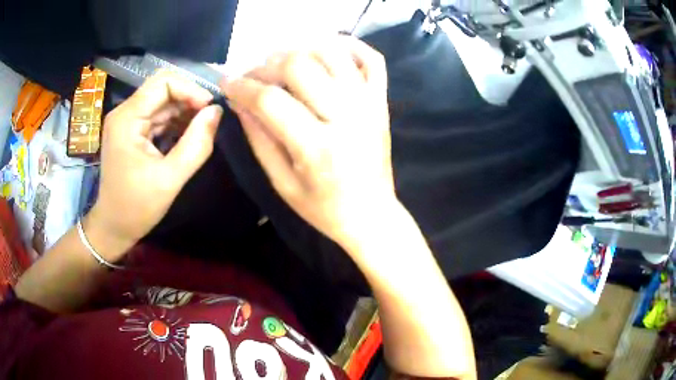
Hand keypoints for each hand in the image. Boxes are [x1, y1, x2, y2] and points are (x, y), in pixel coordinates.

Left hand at [88, 71, 222, 260]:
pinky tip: (186, 136)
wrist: (113, 227)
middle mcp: (124, 112)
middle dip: (188, 100)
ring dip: (183, 112)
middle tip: (208, 120)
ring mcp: (126, 121)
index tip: (209, 110)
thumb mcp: (170, 179)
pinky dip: (174, 122)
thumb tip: (217, 112)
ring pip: (161, 101)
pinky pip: (157, 115)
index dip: (190, 89)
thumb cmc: (136, 207)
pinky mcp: (130, 130)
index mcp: (127, 119)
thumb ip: (196, 144)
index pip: (163, 82)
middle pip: (162, 88)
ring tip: (200, 130)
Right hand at [223, 36, 394, 249]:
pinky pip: (371, 59)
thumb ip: (259, 139)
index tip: (227, 83)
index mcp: (317, 147)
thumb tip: (239, 102)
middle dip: (266, 65)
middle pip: (300, 66)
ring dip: (300, 50)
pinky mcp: (382, 101)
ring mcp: (369, 104)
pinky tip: (326, 52)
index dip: (242, 87)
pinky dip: (349, 46)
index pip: (270, 100)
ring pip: (332, 53)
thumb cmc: (323, 208)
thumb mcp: (282, 183)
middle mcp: (347, 117)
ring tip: (282, 64)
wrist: (371, 215)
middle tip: (254, 76)